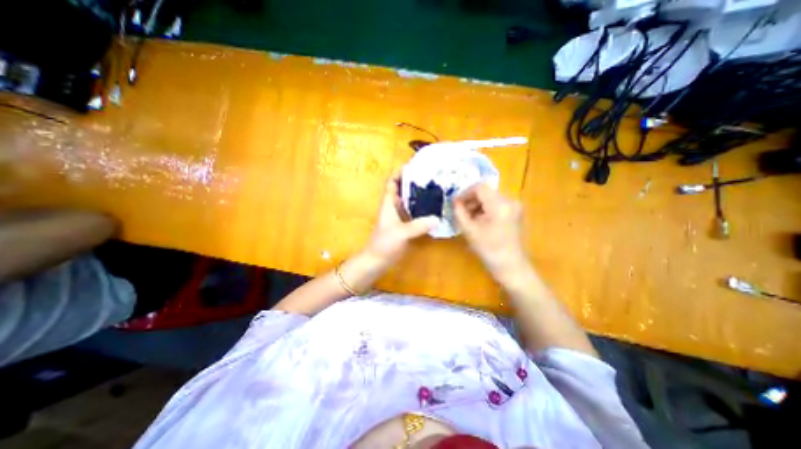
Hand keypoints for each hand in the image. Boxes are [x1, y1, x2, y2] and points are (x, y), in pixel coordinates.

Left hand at [364, 172, 436, 269]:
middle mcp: (395, 206)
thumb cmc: (384, 244)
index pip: (392, 182)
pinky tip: (435, 208)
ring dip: (421, 194)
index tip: (414, 165)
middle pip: (403, 188)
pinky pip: (415, 212)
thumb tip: (437, 218)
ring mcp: (400, 216)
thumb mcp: (400, 233)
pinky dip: (423, 208)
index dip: (400, 172)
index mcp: (389, 203)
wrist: (378, 260)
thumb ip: (418, 226)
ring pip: (410, 200)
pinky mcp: (406, 224)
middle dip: (415, 181)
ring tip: (437, 188)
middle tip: (432, 175)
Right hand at [453, 183, 530, 278]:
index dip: (465, 193)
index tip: (455, 203)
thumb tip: (454, 201)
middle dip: (470, 199)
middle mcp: (510, 201)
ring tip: (468, 218)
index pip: (479, 187)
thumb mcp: (470, 230)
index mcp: (500, 205)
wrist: (511, 266)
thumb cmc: (489, 250)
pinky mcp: (515, 211)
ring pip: (490, 197)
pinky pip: (496, 203)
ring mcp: (515, 206)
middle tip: (460, 211)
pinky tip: (479, 220)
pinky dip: (485, 208)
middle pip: (485, 191)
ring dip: (477, 204)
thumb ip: (459, 212)